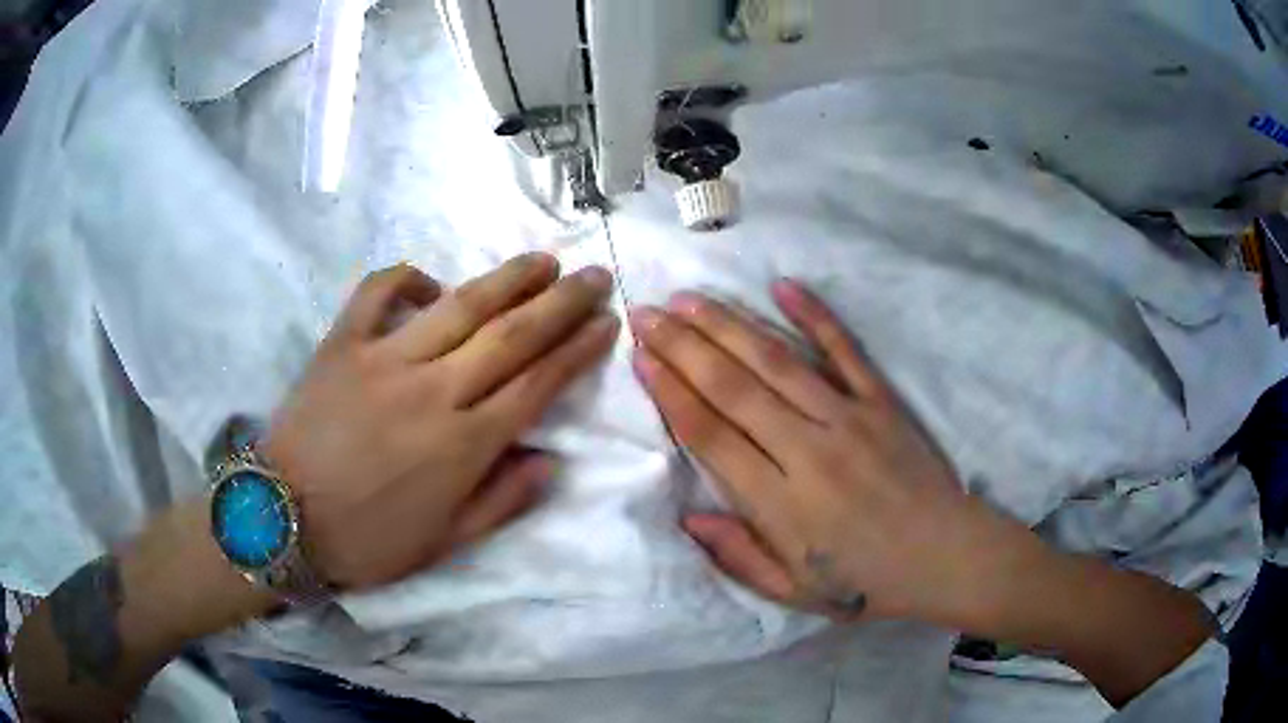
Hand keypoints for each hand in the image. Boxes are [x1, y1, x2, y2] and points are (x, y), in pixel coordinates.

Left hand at [264, 255, 619, 589]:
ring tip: (544, 261)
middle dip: (561, 303)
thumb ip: (502, 501)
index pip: (537, 384)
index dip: (577, 351)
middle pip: (511, 335)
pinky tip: (432, 281)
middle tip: (594, 277)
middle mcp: (433, 392)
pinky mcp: (342, 343)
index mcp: (463, 446)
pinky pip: (378, 293)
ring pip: (460, 305)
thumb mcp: (444, 544)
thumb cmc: (366, 540)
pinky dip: (407, 277)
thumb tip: (551, 460)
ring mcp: (384, 359)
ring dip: (509, 278)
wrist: (281, 518)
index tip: (606, 324)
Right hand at [630, 281, 1043, 624]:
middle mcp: (809, 451)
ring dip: (729, 325)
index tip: (641, 357)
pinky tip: (782, 286)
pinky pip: (845, 350)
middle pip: (733, 387)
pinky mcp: (881, 402)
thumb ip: (738, 556)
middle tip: (647, 314)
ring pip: (777, 361)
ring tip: (689, 299)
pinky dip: (815, 314)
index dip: (670, 392)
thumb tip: (688, 516)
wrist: (946, 557)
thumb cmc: (866, 583)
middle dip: (684, 346)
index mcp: (782, 504)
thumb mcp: (794, 592)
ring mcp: (850, 419)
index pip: (711, 434)